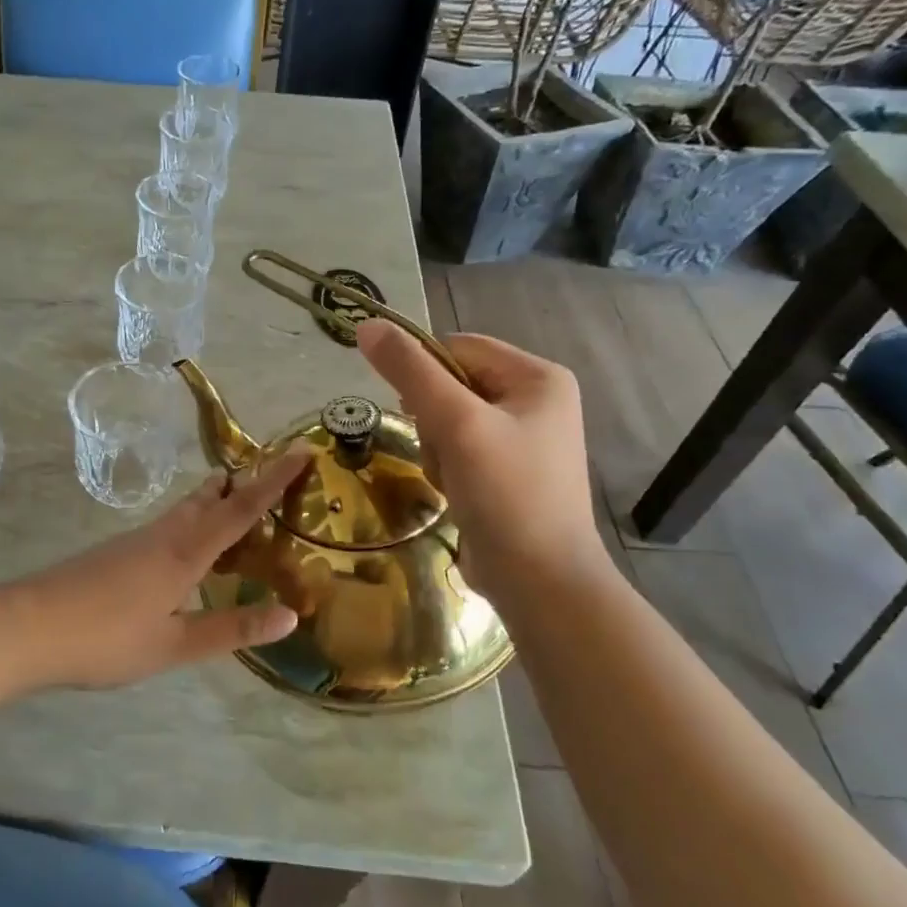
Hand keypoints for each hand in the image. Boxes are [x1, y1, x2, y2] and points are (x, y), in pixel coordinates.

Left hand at [8, 450, 311, 689]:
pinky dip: (191, 523)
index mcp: (184, 553)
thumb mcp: (174, 644)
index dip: (274, 481)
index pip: (240, 509)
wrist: (28, 626)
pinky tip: (185, 548)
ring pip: (184, 510)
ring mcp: (135, 541)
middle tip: (270, 474)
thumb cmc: (106, 638)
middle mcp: (163, 536)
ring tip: (233, 502)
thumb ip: (231, 628)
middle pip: (208, 499)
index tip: (301, 451)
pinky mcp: (116, 552)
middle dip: (241, 484)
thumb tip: (290, 614)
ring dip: (213, 501)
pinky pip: (167, 526)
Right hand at [357, 319, 608, 595]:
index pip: (457, 347)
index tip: (412, 409)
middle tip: (444, 451)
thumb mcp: (456, 424)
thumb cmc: (506, 494)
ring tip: (452, 479)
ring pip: (447, 419)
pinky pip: (458, 448)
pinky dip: (446, 468)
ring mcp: (522, 438)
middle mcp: (535, 400)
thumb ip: (411, 371)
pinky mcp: (506, 471)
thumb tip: (367, 324)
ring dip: (436, 448)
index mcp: (538, 377)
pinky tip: (457, 494)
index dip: (424, 372)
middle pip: (451, 384)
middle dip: (433, 419)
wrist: (540, 582)